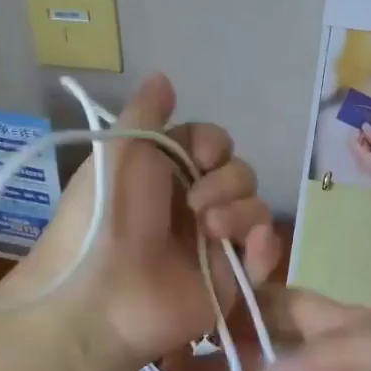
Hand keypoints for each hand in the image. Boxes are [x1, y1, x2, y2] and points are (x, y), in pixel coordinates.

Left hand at [1, 73, 282, 366]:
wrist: (104, 294)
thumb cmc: (109, 215)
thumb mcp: (120, 150)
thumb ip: (146, 112)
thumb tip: (163, 77)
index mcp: (166, 174)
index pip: (213, 145)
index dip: (214, 145)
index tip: (202, 155)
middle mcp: (192, 205)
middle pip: (240, 173)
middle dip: (226, 181)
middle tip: (196, 205)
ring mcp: (213, 244)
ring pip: (256, 209)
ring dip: (241, 212)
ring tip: (211, 232)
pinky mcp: (231, 281)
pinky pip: (265, 254)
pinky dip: (265, 247)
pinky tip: (251, 248)